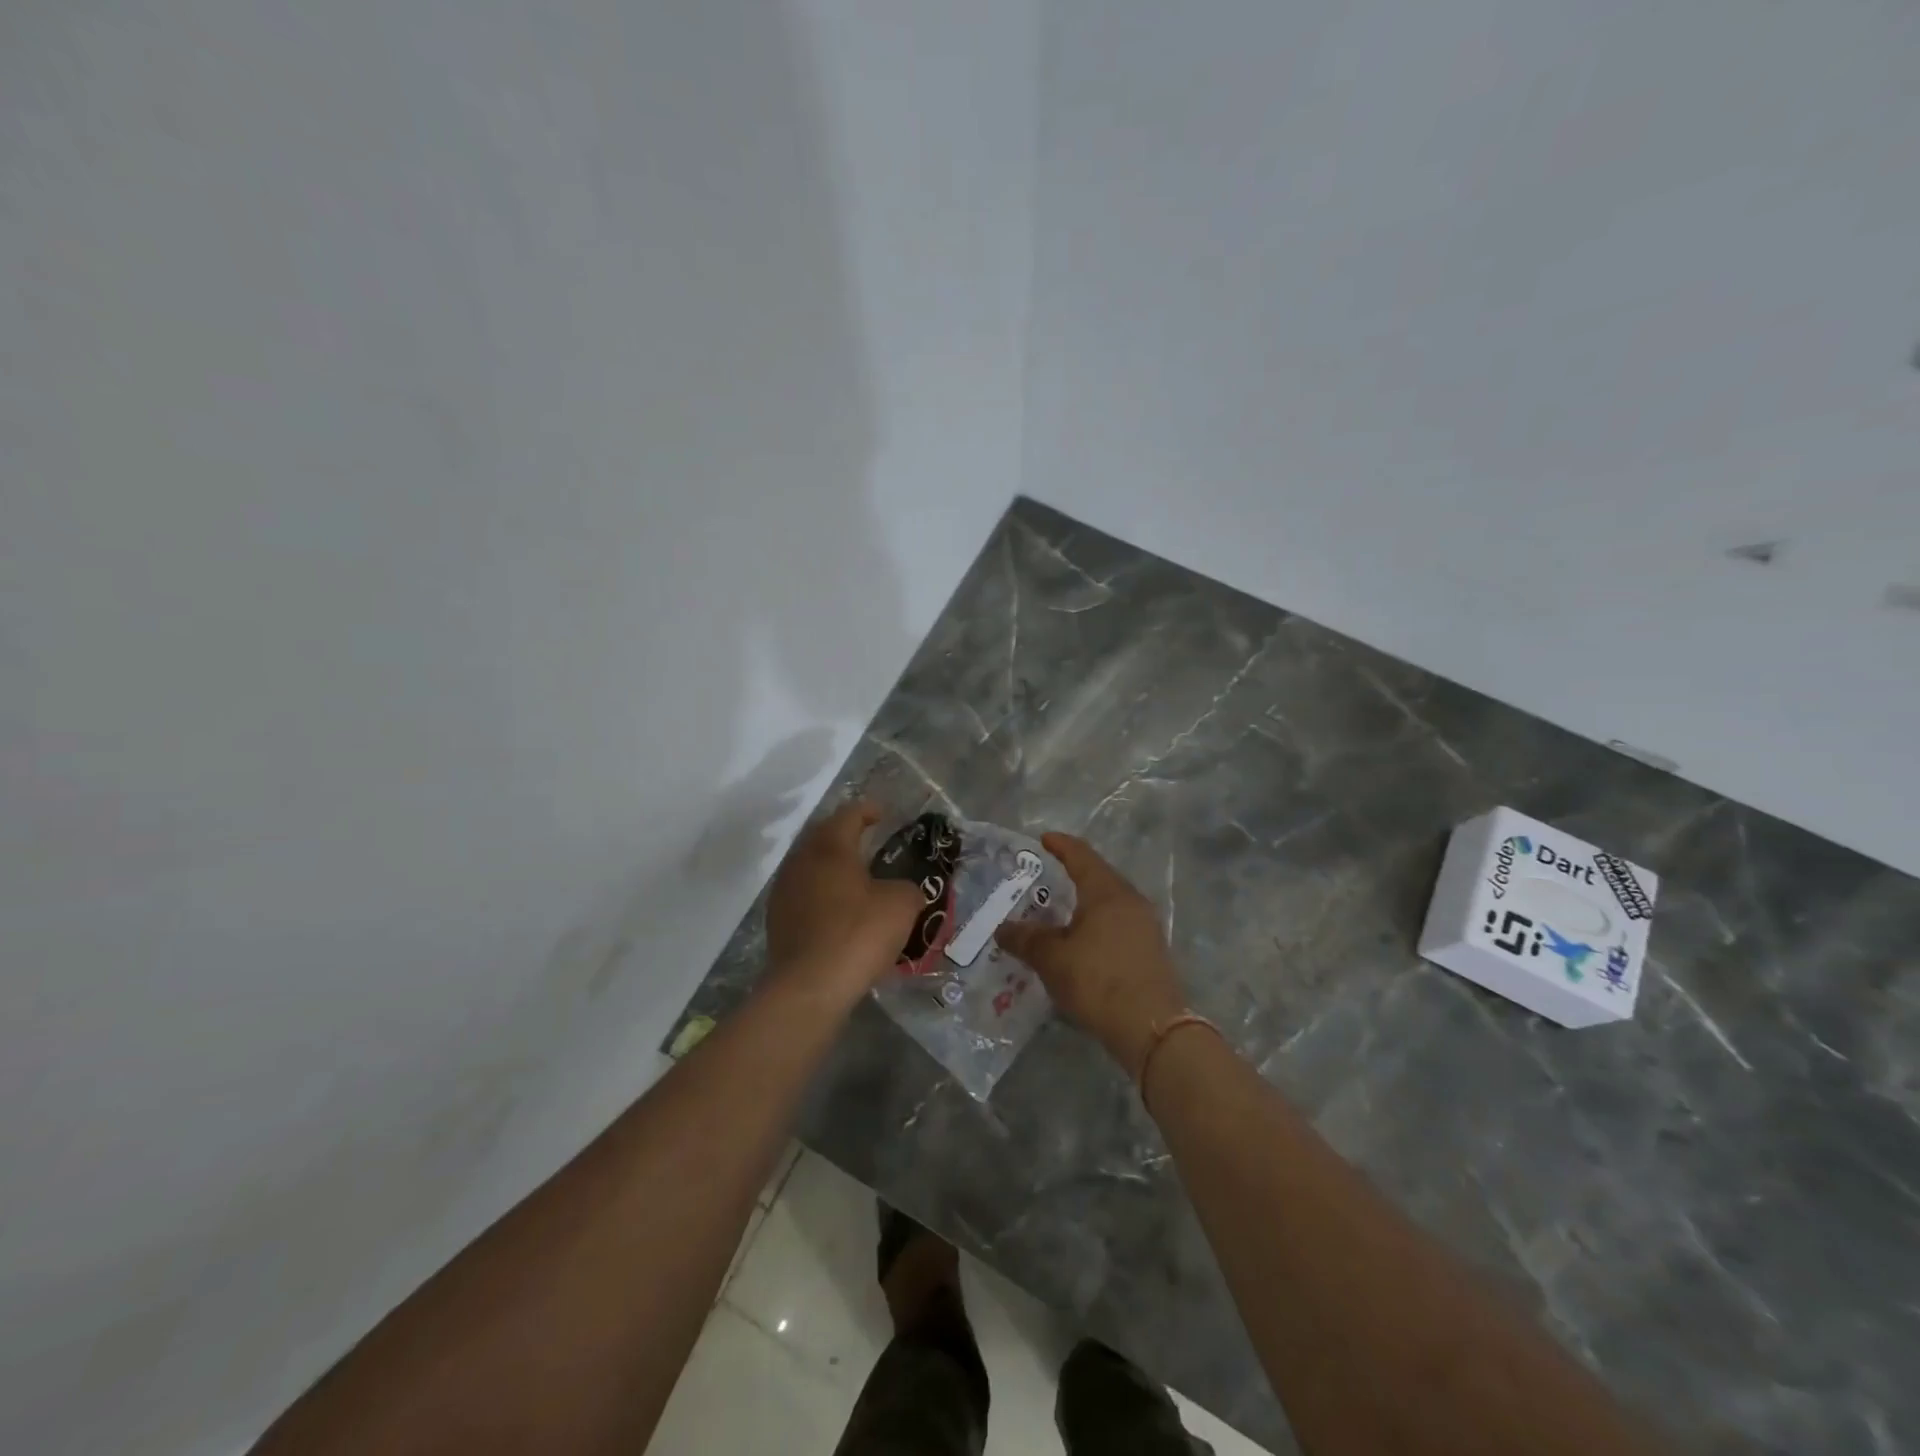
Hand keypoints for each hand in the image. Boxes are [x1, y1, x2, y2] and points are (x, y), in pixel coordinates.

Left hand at [766, 801, 925, 995]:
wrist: (810, 986)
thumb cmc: (858, 934)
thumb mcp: (901, 905)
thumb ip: (907, 888)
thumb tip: (903, 891)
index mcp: (830, 847)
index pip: (849, 815)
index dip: (868, 810)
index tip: (883, 814)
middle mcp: (801, 861)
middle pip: (823, 836)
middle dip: (845, 835)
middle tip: (868, 840)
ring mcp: (784, 891)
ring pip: (810, 865)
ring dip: (831, 865)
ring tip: (855, 877)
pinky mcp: (777, 920)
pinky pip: (803, 894)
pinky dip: (821, 893)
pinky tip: (838, 909)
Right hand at [995, 832, 1188, 1075]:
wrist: (1152, 1028)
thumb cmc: (1098, 981)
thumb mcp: (1052, 959)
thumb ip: (1026, 939)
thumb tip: (1002, 928)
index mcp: (1107, 892)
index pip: (1082, 856)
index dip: (1061, 846)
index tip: (1044, 839)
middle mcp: (1130, 901)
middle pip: (1099, 876)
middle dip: (1073, 873)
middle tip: (1047, 876)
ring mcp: (1146, 926)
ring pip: (1110, 903)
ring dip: (1085, 902)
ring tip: (1061, 911)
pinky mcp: (1151, 951)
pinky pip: (1119, 924)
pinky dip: (1097, 923)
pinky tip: (1083, 941)